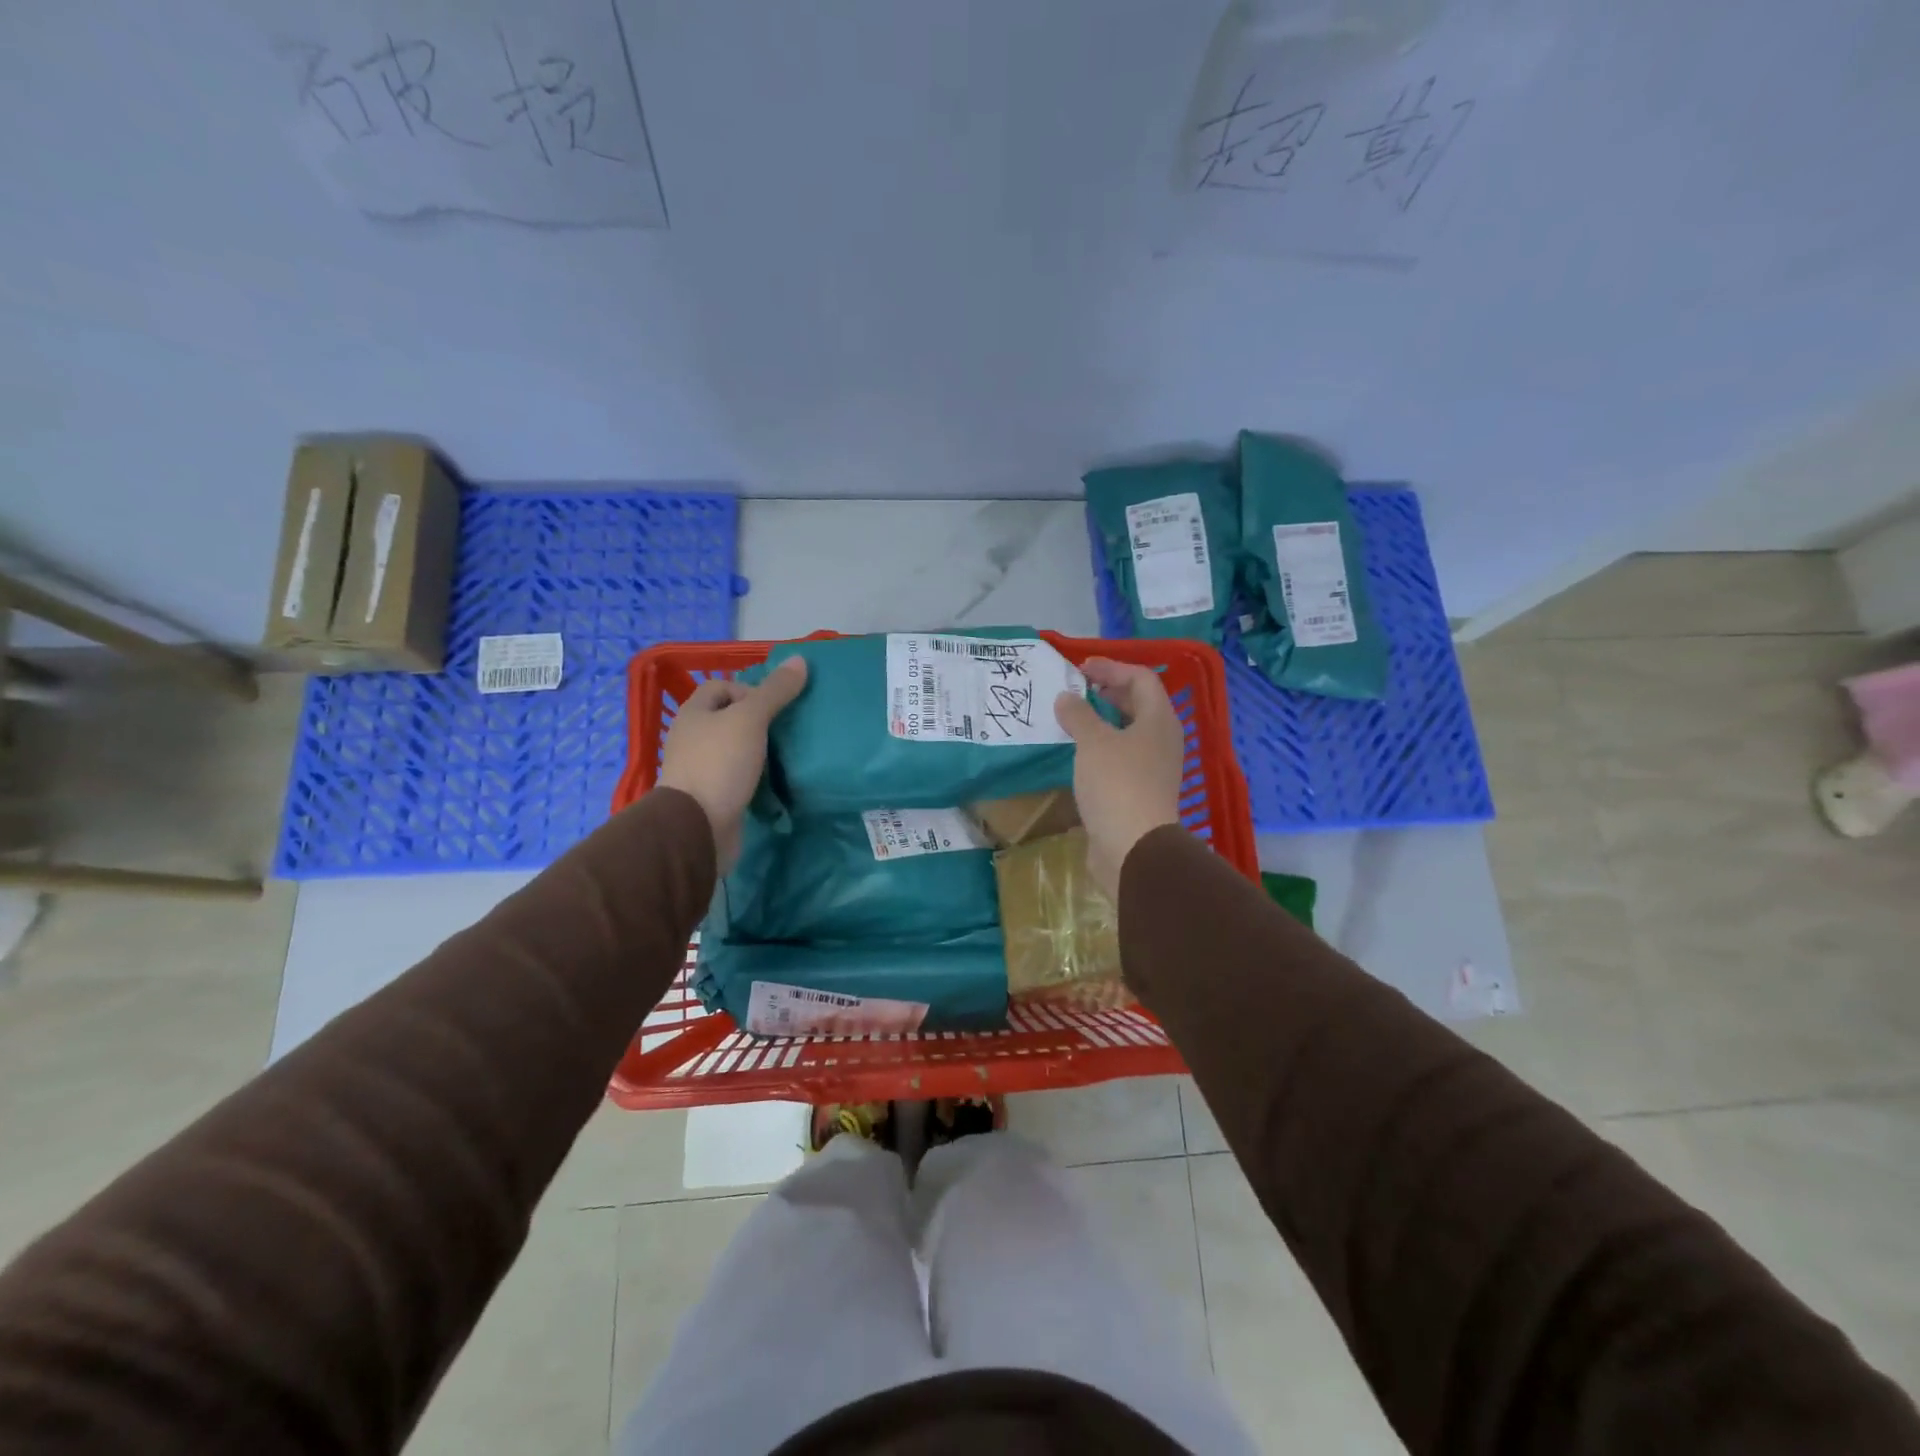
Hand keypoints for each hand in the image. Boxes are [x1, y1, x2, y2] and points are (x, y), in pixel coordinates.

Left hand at [657, 657, 807, 869]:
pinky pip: (739, 777)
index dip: (748, 689)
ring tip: (787, 754)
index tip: (773, 706)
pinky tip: (775, 782)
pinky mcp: (713, 796)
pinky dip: (756, 777)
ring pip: (736, 749)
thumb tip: (800, 659)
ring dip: (760, 751)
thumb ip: (775, 691)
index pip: (721, 687)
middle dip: (759, 721)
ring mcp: (701, 769)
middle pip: (730, 719)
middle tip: (787, 729)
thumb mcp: (750, 719)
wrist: (697, 827)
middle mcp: (693, 738)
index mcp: (694, 713)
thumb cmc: (719, 763)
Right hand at [1054, 658, 1185, 899]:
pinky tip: (1077, 755)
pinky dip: (1100, 749)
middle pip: (1138, 705)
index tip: (1081, 669)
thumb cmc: (1117, 784)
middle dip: (1107, 693)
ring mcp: (1153, 768)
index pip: (1142, 678)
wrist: (1133, 847)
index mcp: (1159, 720)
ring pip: (1128, 733)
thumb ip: (1078, 715)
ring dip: (1101, 723)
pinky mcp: (1140, 792)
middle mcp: (1162, 740)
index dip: (1112, 668)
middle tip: (1075, 691)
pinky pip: (1120, 758)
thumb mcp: (1093, 742)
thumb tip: (1066, 698)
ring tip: (1071, 720)